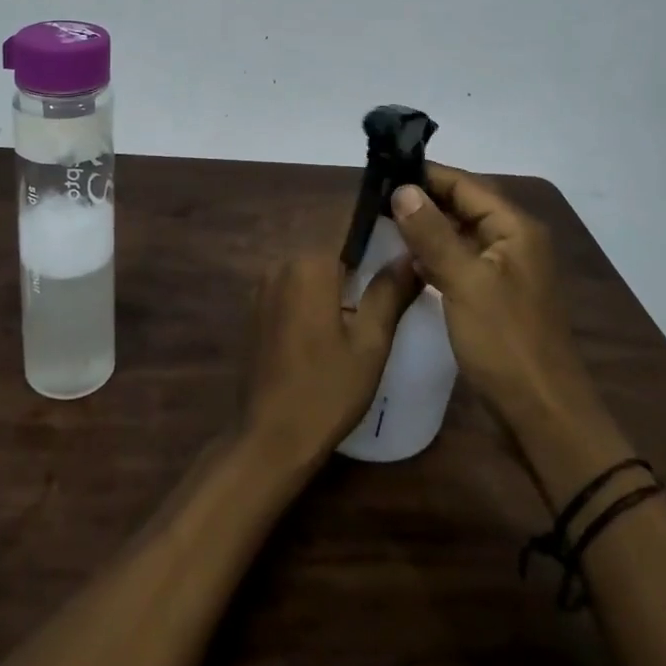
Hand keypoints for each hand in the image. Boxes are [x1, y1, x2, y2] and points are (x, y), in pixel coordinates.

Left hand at [242, 254, 420, 469]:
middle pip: (330, 249)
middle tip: (393, 282)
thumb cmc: (327, 390)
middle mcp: (281, 264)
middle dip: (359, 261)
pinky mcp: (255, 309)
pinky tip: (333, 322)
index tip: (403, 244)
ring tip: (368, 303)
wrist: (270, 437)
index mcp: (310, 264)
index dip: (379, 233)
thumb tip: (410, 253)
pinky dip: (314, 295)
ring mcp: (263, 286)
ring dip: (336, 280)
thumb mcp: (370, 343)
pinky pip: (293, 287)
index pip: (350, 228)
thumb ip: (390, 292)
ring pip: (311, 269)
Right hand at [389, 164, 597, 428]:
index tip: (382, 171)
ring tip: (381, 221)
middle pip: (463, 206)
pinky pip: (459, 262)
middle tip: (374, 196)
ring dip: (425, 228)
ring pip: (459, 234)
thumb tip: (403, 189)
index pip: (464, 184)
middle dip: (422, 199)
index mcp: (514, 228)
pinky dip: (433, 256)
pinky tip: (404, 259)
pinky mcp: (492, 296)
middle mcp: (512, 241)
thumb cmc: (506, 343)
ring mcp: (503, 270)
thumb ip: (433, 234)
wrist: (542, 415)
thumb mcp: (465, 283)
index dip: (424, 174)